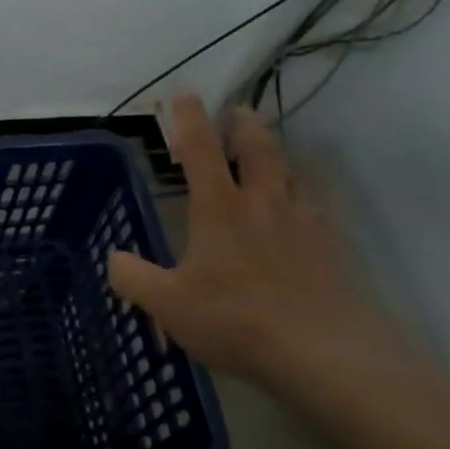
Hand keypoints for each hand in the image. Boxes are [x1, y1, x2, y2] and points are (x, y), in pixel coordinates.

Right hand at [106, 94, 408, 384]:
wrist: (326, 355)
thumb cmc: (237, 320)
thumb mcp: (169, 305)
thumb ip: (134, 278)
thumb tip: (114, 258)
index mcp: (220, 207)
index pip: (201, 149)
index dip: (190, 117)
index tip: (185, 93)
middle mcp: (263, 203)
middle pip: (258, 148)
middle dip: (245, 124)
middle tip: (238, 113)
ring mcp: (304, 224)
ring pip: (293, 173)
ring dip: (278, 156)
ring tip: (271, 157)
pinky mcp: (335, 249)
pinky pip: (320, 209)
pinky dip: (307, 198)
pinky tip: (306, 213)